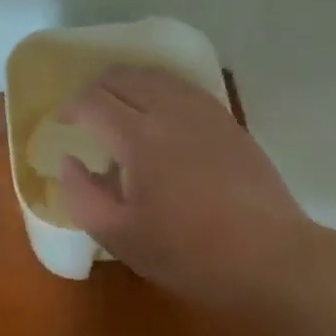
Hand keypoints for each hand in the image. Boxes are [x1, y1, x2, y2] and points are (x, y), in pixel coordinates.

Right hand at [53, 66, 318, 315]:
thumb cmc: (189, 253)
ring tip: (119, 107)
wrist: (272, 259)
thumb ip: (82, 195)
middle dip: (95, 88)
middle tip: (86, 113)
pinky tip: (159, 113)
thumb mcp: (120, 237)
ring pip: (154, 76)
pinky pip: (182, 87)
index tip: (62, 122)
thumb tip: (69, 162)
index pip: (92, 101)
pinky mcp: (227, 120)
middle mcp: (168, 111)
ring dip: (127, 84)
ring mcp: (202, 112)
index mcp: (137, 137)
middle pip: (122, 77)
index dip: (70, 107)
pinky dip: (159, 89)